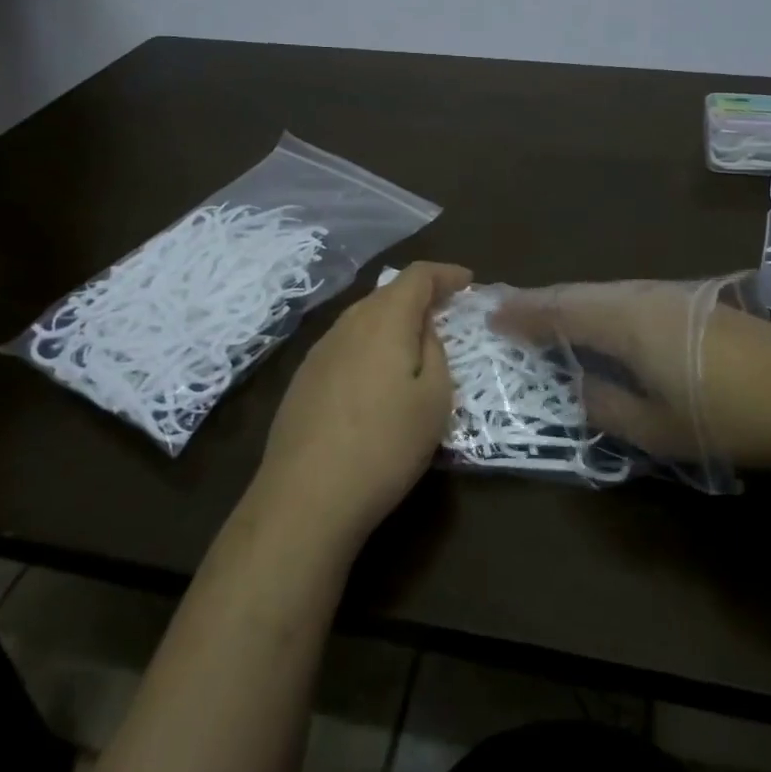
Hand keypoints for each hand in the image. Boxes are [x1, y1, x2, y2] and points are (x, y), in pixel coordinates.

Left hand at [256, 261, 471, 548]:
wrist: (305, 498)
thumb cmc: (385, 445)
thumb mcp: (433, 400)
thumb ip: (435, 352)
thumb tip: (423, 330)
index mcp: (384, 320)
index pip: (417, 276)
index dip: (445, 273)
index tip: (468, 281)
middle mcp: (348, 323)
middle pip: (387, 293)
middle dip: (419, 296)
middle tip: (446, 312)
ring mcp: (319, 351)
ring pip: (363, 319)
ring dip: (392, 321)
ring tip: (413, 344)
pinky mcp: (302, 379)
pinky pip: (345, 345)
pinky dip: (369, 346)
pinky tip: (375, 377)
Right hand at [493, 277, 770, 468]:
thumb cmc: (728, 416)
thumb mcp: (656, 428)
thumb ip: (605, 405)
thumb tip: (578, 386)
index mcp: (625, 320)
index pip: (559, 309)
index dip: (523, 313)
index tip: (492, 316)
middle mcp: (643, 295)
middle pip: (581, 293)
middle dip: (544, 304)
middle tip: (513, 315)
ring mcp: (673, 295)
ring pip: (607, 293)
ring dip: (575, 304)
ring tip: (552, 320)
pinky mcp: (697, 304)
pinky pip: (631, 299)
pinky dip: (604, 309)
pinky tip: (607, 327)